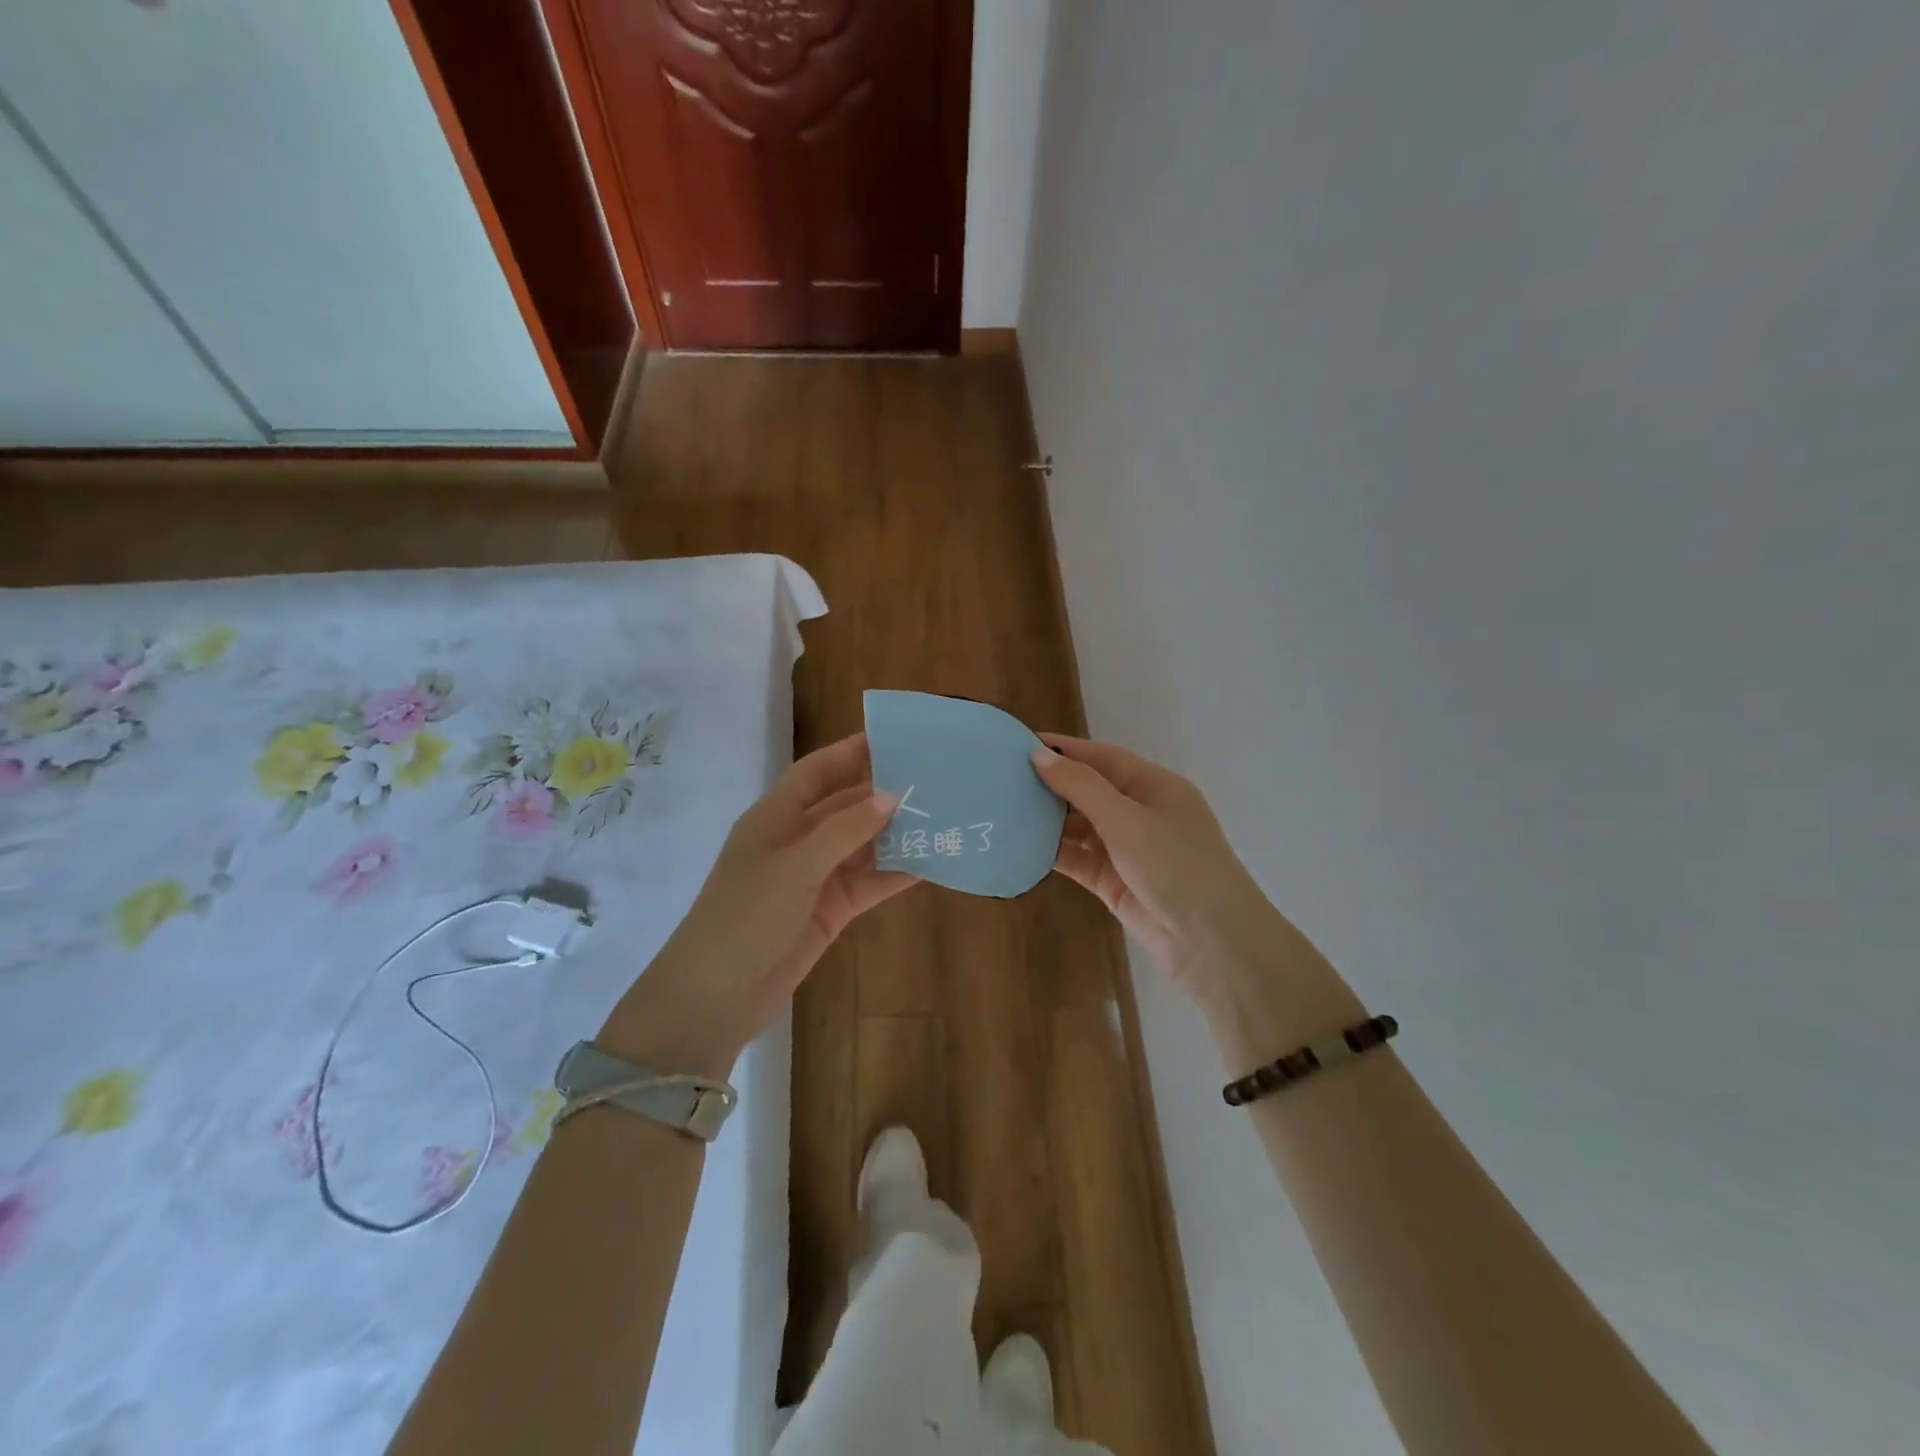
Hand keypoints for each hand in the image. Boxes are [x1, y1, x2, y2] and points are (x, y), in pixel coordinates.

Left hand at [600, 734, 912, 1078]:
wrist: (716, 997)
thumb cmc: (745, 916)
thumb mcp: (794, 866)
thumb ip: (844, 830)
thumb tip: (892, 796)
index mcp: (775, 818)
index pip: (817, 772)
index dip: (851, 752)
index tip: (894, 738)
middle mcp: (796, 841)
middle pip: (846, 807)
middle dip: (885, 795)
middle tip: (934, 780)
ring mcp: (814, 878)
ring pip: (863, 846)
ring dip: (896, 835)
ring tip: (943, 818)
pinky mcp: (830, 911)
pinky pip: (868, 884)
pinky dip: (895, 874)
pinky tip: (931, 864)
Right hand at [1031, 734, 1360, 1064]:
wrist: (1213, 945)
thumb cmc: (1177, 867)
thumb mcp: (1128, 819)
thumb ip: (1081, 787)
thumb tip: (1038, 755)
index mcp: (1156, 787)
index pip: (1103, 758)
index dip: (1064, 749)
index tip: (1020, 743)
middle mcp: (1142, 814)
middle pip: (1090, 790)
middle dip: (1051, 784)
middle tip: (1002, 778)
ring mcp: (1129, 850)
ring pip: (1081, 826)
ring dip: (1049, 819)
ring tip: (1004, 808)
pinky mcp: (1116, 882)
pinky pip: (1079, 860)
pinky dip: (1054, 852)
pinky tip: (1021, 844)